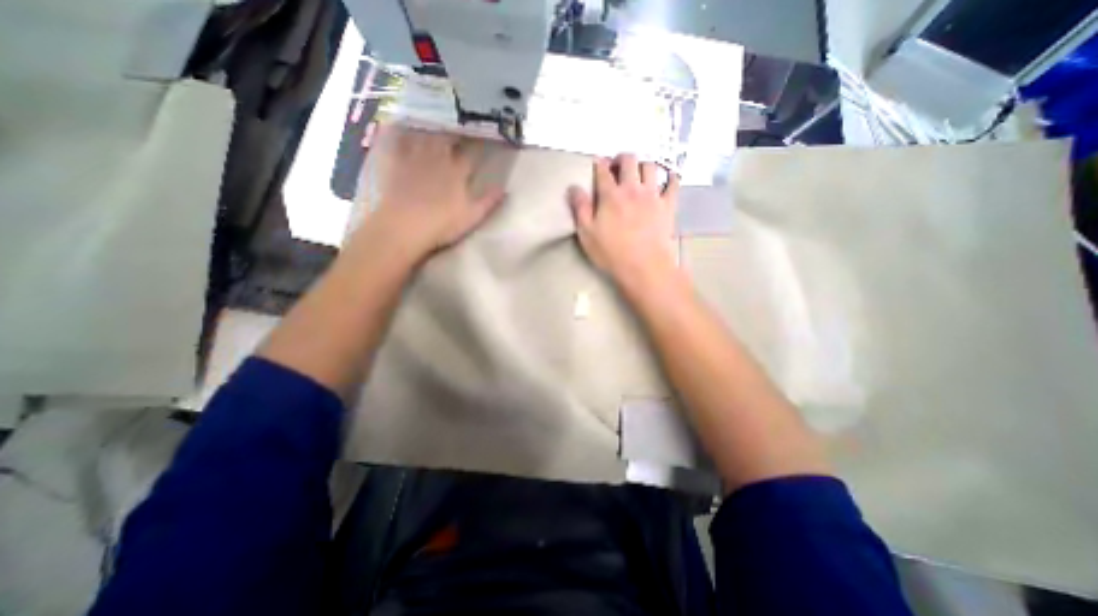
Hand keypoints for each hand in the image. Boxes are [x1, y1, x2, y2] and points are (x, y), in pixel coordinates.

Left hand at [365, 128, 510, 265]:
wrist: (404, 226)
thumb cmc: (442, 224)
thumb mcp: (472, 217)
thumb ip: (489, 201)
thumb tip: (505, 189)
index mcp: (458, 173)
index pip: (471, 154)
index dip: (478, 145)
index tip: (483, 137)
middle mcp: (438, 159)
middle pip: (447, 139)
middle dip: (453, 131)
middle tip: (456, 125)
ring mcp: (414, 158)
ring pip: (424, 134)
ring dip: (430, 127)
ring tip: (433, 120)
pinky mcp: (395, 162)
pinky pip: (397, 140)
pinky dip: (400, 130)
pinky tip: (399, 123)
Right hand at [567, 154, 677, 287]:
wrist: (644, 266)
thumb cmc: (612, 253)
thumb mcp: (587, 234)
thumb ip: (580, 208)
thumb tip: (573, 188)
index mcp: (610, 195)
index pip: (603, 170)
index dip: (599, 163)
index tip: (598, 162)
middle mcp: (632, 189)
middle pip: (629, 160)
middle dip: (621, 158)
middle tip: (618, 165)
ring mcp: (652, 195)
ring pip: (650, 166)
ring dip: (643, 164)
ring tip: (639, 172)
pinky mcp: (668, 205)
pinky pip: (673, 183)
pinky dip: (670, 177)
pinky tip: (668, 177)